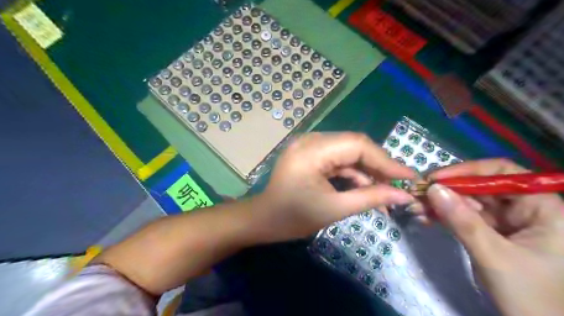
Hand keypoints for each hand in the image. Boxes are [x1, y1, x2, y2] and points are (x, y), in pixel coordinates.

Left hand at [254, 132, 415, 242]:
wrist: (263, 220)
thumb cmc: (293, 218)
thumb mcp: (334, 209)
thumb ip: (370, 198)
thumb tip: (404, 195)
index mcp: (312, 150)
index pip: (358, 145)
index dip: (386, 161)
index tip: (409, 177)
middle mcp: (311, 140)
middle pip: (355, 146)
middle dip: (379, 166)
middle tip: (399, 186)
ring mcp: (309, 146)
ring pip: (348, 153)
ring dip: (367, 171)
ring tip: (386, 192)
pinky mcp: (310, 154)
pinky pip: (338, 159)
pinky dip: (353, 173)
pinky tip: (366, 188)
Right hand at [422, 161, 563, 315]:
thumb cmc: (532, 296)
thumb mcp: (495, 256)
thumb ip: (463, 221)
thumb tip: (433, 189)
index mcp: (542, 207)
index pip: (502, 173)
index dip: (467, 171)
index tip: (436, 179)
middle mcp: (524, 209)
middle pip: (479, 187)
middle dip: (446, 190)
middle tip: (416, 194)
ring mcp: (505, 221)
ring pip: (467, 202)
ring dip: (439, 204)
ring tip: (414, 207)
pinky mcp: (490, 233)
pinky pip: (463, 217)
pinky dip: (443, 216)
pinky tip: (424, 217)